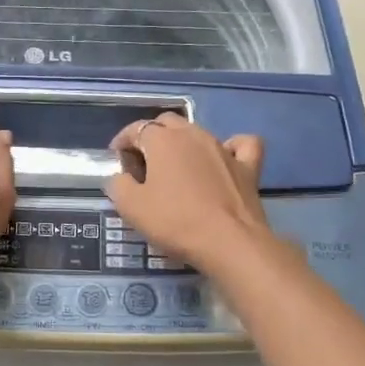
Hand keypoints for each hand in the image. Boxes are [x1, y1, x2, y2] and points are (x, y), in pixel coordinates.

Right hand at [105, 114, 272, 272]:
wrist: (229, 242)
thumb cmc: (175, 221)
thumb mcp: (131, 207)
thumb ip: (118, 185)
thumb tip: (121, 177)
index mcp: (162, 140)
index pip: (136, 129)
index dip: (123, 141)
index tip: (117, 159)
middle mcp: (193, 134)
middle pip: (167, 123)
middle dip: (151, 136)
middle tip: (143, 162)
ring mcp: (223, 148)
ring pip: (198, 132)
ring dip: (183, 143)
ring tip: (176, 167)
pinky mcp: (248, 166)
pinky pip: (241, 145)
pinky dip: (231, 147)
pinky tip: (224, 158)